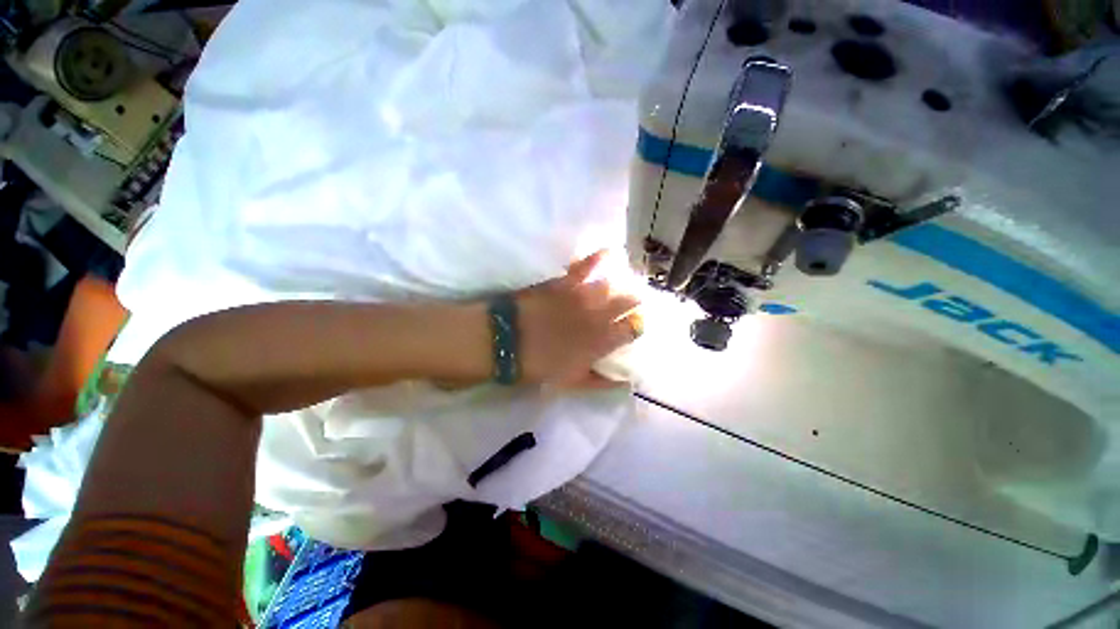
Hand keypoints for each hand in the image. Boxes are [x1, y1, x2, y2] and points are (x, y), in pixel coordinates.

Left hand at [515, 251, 641, 387]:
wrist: (504, 342)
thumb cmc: (537, 366)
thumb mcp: (570, 382)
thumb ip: (599, 382)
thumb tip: (624, 382)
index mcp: (600, 342)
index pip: (632, 329)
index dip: (637, 325)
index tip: (635, 323)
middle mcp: (597, 316)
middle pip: (627, 301)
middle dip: (633, 300)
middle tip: (633, 300)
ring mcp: (581, 296)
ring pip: (610, 284)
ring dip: (618, 284)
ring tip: (621, 282)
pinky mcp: (564, 282)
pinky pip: (585, 265)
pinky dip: (598, 257)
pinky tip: (609, 252)